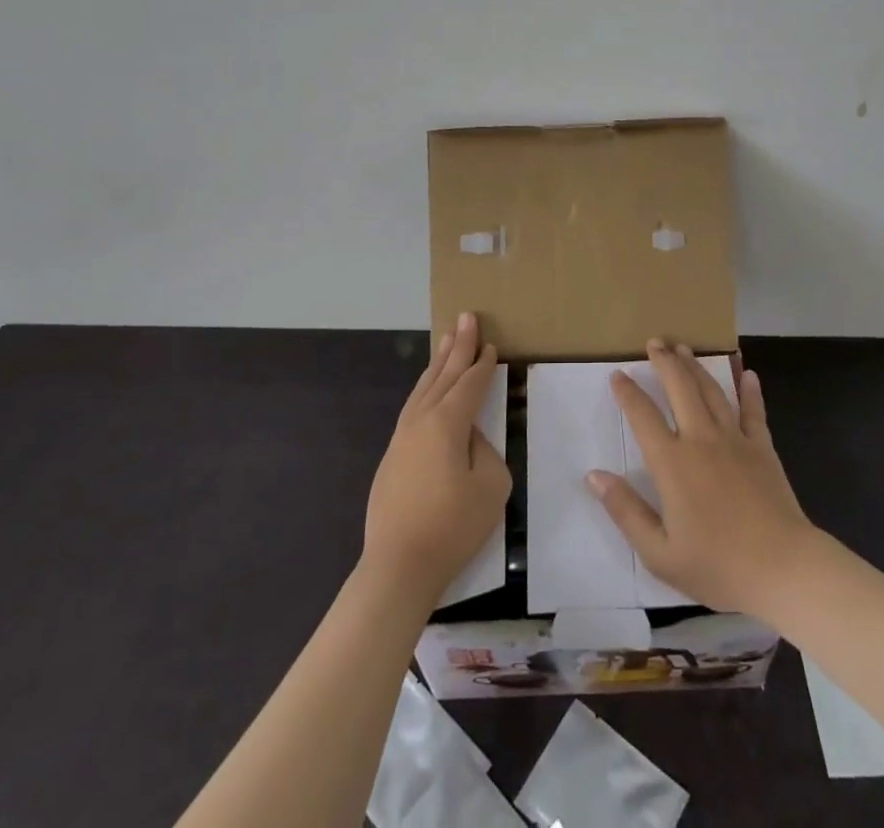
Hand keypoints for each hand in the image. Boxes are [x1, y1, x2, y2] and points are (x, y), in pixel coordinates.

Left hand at [362, 313, 510, 599]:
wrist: (398, 566)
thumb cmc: (452, 527)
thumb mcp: (491, 487)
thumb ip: (486, 450)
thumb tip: (470, 437)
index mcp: (448, 423)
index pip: (470, 384)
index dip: (483, 364)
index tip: (491, 344)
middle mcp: (421, 420)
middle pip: (444, 375)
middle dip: (458, 346)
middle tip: (466, 317)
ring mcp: (402, 437)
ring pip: (424, 388)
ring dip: (439, 362)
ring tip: (447, 339)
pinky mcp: (392, 456)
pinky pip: (413, 406)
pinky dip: (425, 387)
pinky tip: (429, 387)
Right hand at [588, 339, 818, 614]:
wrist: (783, 569)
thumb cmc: (718, 566)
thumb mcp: (660, 553)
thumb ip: (626, 511)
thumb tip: (594, 475)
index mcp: (672, 464)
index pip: (643, 417)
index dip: (628, 393)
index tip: (618, 374)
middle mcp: (701, 440)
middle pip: (680, 389)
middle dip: (665, 362)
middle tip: (655, 341)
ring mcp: (735, 440)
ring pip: (712, 392)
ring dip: (696, 368)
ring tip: (684, 348)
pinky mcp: (762, 448)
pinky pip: (754, 412)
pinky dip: (750, 391)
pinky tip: (747, 374)